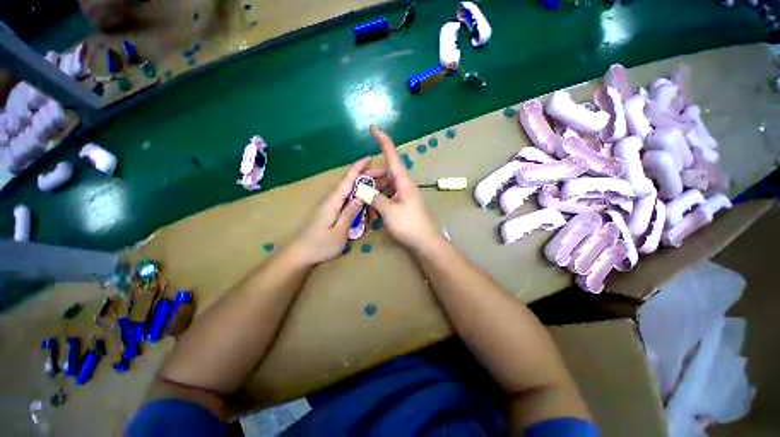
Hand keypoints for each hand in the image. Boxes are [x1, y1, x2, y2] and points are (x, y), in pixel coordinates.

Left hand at [288, 157, 383, 265]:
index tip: (370, 158)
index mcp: (333, 202)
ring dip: (362, 187)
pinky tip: (364, 202)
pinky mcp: (329, 211)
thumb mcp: (339, 232)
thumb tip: (360, 197)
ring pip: (348, 191)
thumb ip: (349, 214)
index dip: (358, 168)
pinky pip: (345, 199)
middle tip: (382, 175)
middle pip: (349, 183)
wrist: (299, 254)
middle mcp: (331, 199)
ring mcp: (329, 205)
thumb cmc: (320, 245)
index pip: (347, 180)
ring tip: (376, 187)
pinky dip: (356, 197)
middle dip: (365, 176)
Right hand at [368, 126, 441, 251]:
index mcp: (402, 180)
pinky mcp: (401, 202)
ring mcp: (402, 193)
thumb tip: (364, 190)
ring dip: (373, 190)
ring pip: (384, 184)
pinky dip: (379, 199)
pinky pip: (387, 194)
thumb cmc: (409, 224)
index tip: (373, 128)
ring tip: (364, 202)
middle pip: (384, 171)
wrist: (424, 241)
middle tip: (358, 187)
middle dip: (370, 176)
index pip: (392, 155)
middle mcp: (403, 183)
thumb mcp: (389, 211)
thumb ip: (375, 198)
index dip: (383, 141)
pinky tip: (372, 209)